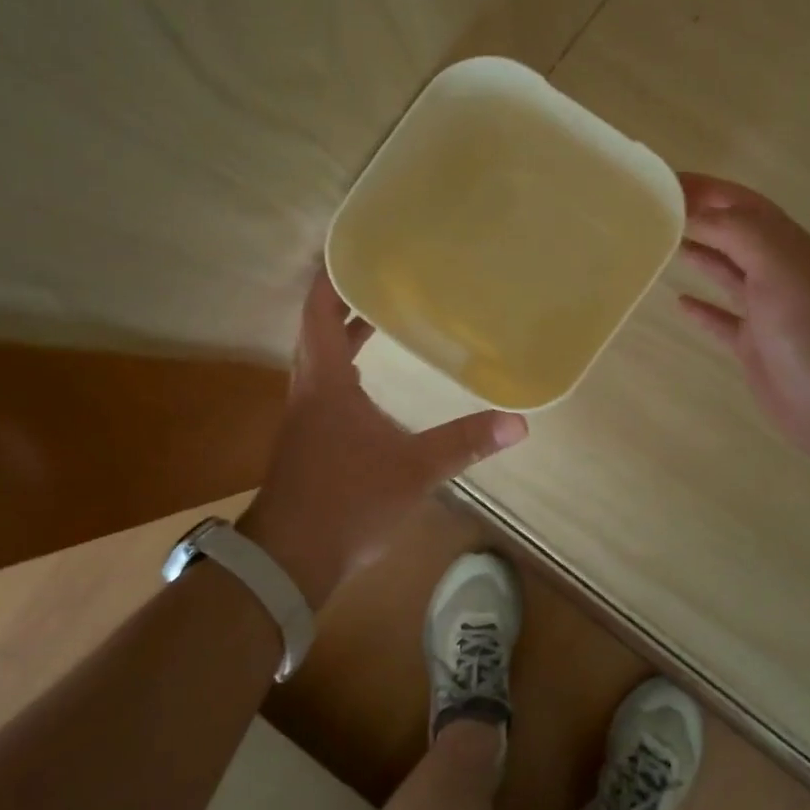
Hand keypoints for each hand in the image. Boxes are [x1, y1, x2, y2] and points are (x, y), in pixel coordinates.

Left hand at [237, 268, 527, 607]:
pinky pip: (326, 386)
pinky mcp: (309, 440)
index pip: (320, 313)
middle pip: (319, 330)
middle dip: (346, 301)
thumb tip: (518, 422)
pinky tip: (370, 382)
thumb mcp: (414, 470)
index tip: (352, 250)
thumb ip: (464, 443)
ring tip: (380, 317)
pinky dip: (345, 367)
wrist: (290, 559)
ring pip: (320, 359)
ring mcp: (306, 417)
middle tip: (382, 277)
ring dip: (344, 334)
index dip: (332, 278)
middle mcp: (309, 390)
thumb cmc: (347, 502)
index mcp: (326, 382)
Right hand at [674, 173, 809, 462]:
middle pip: (735, 234)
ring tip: (663, 243)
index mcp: (790, 246)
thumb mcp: (779, 266)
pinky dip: (702, 308)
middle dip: (700, 217)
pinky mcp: (756, 345)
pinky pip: (723, 319)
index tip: (664, 182)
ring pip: (729, 272)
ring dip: (700, 254)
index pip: (743, 205)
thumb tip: (698, 212)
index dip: (707, 190)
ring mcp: (769, 310)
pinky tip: (679, 302)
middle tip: (655, 210)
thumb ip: (739, 232)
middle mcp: (781, 272)